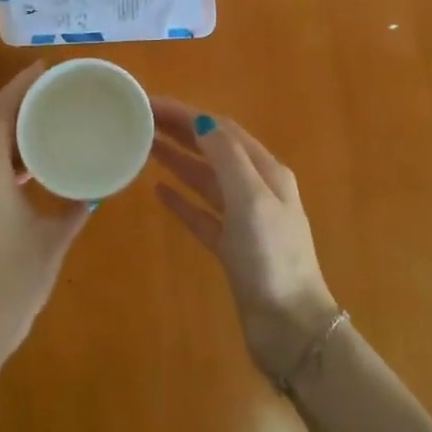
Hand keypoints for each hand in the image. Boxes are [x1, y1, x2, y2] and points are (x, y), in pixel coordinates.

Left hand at [0, 64, 91, 395]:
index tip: (44, 69)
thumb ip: (75, 207)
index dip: (18, 87)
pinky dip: (7, 154)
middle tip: (52, 89)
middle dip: (17, 103)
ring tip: (46, 117)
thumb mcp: (52, 239)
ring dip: (11, 129)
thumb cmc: (14, 280)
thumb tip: (96, 188)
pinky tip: (32, 161)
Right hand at [149, 100, 338, 382]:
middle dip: (180, 132)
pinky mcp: (232, 249)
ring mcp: (244, 220)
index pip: (222, 130)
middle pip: (214, 150)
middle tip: (141, 120)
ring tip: (145, 147)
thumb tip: (202, 120)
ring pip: (206, 180)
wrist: (290, 327)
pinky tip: (159, 192)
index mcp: (267, 172)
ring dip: (178, 161)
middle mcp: (257, 189)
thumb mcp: (251, 200)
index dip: (187, 113)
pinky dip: (182, 200)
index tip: (151, 104)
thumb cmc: (271, 258)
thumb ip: (226, 157)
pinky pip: (202, 214)